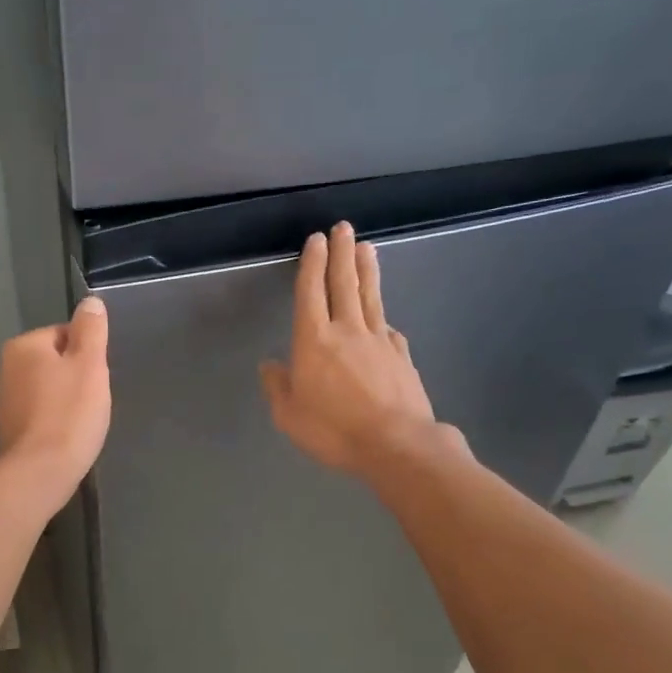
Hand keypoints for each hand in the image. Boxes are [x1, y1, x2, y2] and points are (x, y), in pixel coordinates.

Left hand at [0, 295, 111, 504]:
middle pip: (53, 361)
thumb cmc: (69, 413)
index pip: (64, 334)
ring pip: (45, 388)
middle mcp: (4, 368)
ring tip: (81, 420)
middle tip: (92, 400)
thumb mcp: (90, 364)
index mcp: (23, 346)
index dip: (87, 354)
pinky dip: (51, 419)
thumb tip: (90, 302)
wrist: (39, 472)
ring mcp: (2, 400)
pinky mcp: (6, 428)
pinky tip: (65, 435)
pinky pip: (37, 412)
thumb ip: (91, 330)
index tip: (97, 378)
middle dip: (74, 376)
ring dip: (63, 398)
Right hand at [259, 223, 439, 478]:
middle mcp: (347, 330)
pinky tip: (383, 316)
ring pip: (370, 297)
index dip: (312, 264)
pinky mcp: (401, 356)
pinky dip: (382, 316)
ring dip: (366, 270)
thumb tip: (270, 365)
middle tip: (343, 227)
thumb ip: (278, 387)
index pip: (311, 292)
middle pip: (343, 283)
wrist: (397, 445)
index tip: (316, 240)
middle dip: (341, 253)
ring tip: (366, 247)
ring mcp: (379, 340)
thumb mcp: (290, 416)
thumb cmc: (335, 430)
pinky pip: (388, 328)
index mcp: (314, 341)